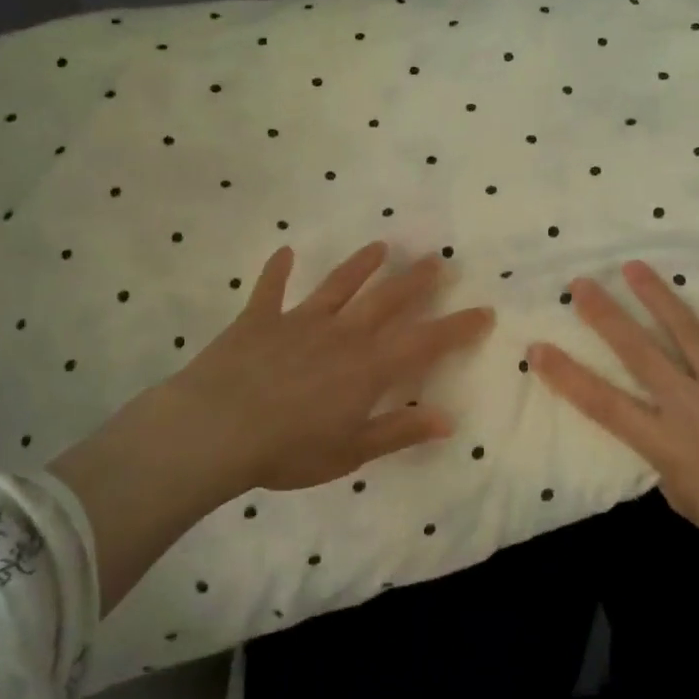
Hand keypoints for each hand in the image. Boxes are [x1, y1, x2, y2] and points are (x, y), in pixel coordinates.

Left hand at [52, 242, 493, 610]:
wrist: (214, 431)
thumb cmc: (287, 451)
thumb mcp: (350, 452)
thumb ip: (398, 431)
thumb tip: (447, 418)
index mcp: (368, 368)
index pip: (425, 342)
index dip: (457, 328)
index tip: (484, 311)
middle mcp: (342, 334)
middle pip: (387, 300)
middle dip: (416, 281)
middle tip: (438, 260)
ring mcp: (299, 322)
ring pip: (338, 285)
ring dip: (361, 265)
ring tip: (380, 246)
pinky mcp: (259, 320)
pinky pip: (270, 289)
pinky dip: (277, 270)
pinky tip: (283, 252)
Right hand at [529, 259, 698, 655]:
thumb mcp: (684, 498)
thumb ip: (665, 456)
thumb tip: (661, 426)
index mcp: (666, 442)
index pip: (602, 403)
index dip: (566, 374)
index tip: (537, 348)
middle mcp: (692, 406)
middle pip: (638, 353)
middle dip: (605, 316)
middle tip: (581, 284)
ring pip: (688, 332)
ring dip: (658, 296)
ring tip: (635, 266)